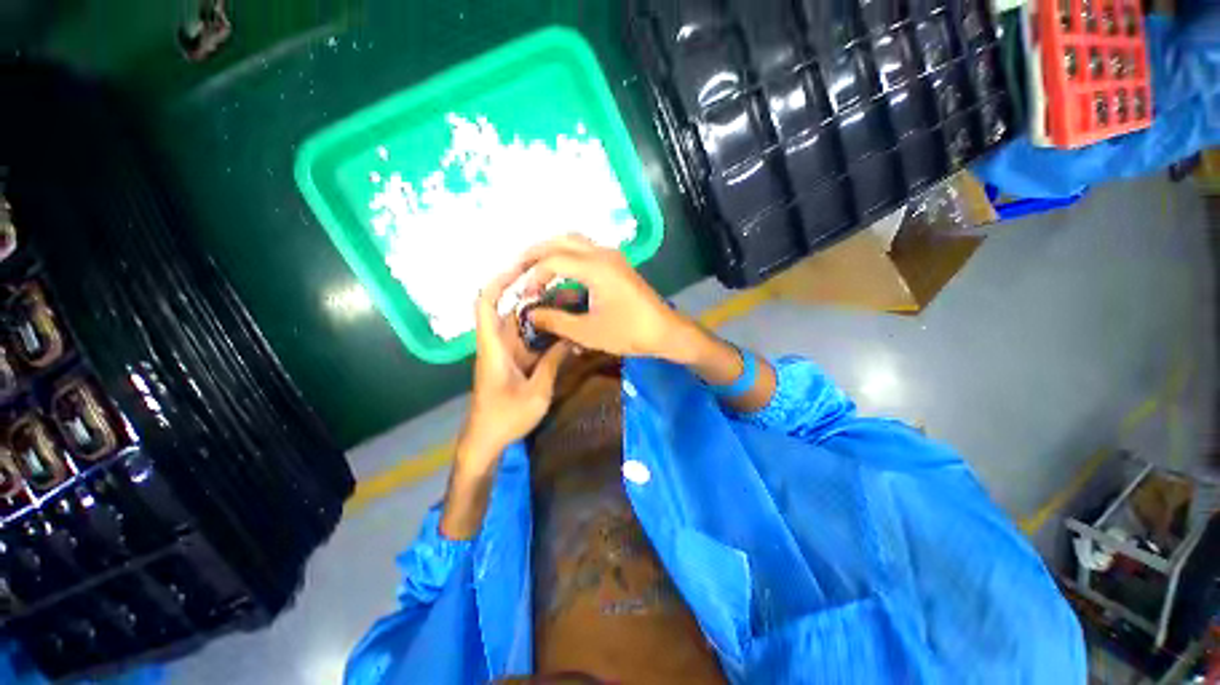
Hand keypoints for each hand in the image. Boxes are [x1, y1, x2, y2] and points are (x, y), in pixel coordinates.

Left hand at [457, 264, 571, 476]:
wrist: (486, 441)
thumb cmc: (505, 417)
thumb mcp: (537, 391)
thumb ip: (553, 362)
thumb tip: (571, 339)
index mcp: (494, 347)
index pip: (486, 304)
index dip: (498, 282)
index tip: (520, 268)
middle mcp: (497, 345)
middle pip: (510, 311)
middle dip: (533, 297)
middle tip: (561, 288)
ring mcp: (505, 354)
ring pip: (521, 326)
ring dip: (541, 316)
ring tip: (568, 307)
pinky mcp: (512, 363)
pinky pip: (528, 342)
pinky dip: (544, 335)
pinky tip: (564, 333)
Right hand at [517, 235, 693, 361]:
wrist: (665, 331)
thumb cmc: (628, 333)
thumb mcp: (587, 332)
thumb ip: (555, 321)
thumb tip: (530, 314)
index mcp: (595, 267)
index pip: (552, 261)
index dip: (533, 276)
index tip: (524, 296)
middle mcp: (602, 254)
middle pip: (561, 240)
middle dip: (536, 253)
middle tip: (518, 268)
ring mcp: (612, 257)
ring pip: (574, 242)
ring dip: (552, 252)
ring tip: (535, 269)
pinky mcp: (617, 264)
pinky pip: (586, 252)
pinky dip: (568, 258)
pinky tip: (560, 275)